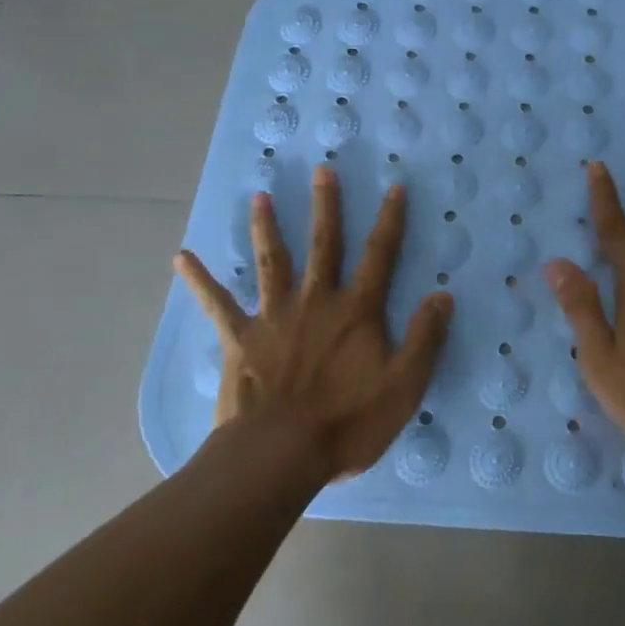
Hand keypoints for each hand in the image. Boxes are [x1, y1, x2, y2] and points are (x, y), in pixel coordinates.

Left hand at [176, 168, 453, 480]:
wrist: (278, 454)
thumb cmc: (348, 423)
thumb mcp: (404, 386)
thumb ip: (425, 338)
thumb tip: (443, 295)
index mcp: (357, 311)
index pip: (380, 255)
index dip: (390, 220)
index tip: (395, 187)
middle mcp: (316, 301)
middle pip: (323, 245)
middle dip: (325, 206)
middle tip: (321, 171)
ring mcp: (274, 317)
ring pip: (272, 262)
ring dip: (266, 228)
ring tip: (259, 197)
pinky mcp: (240, 339)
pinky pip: (217, 304)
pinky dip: (200, 280)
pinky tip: (182, 257)